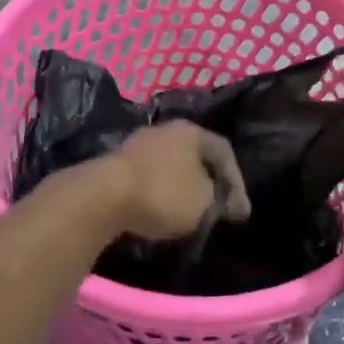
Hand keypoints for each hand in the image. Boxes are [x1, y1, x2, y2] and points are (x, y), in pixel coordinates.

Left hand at [93, 121, 251, 241]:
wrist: (103, 196)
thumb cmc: (163, 193)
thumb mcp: (204, 202)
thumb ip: (220, 200)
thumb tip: (225, 202)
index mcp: (190, 131)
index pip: (223, 151)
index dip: (237, 181)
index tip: (240, 211)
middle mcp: (164, 130)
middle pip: (195, 155)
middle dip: (209, 182)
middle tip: (217, 208)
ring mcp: (137, 144)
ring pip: (171, 165)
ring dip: (182, 188)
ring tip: (189, 213)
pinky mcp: (116, 164)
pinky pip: (149, 176)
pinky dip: (160, 192)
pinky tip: (160, 210)